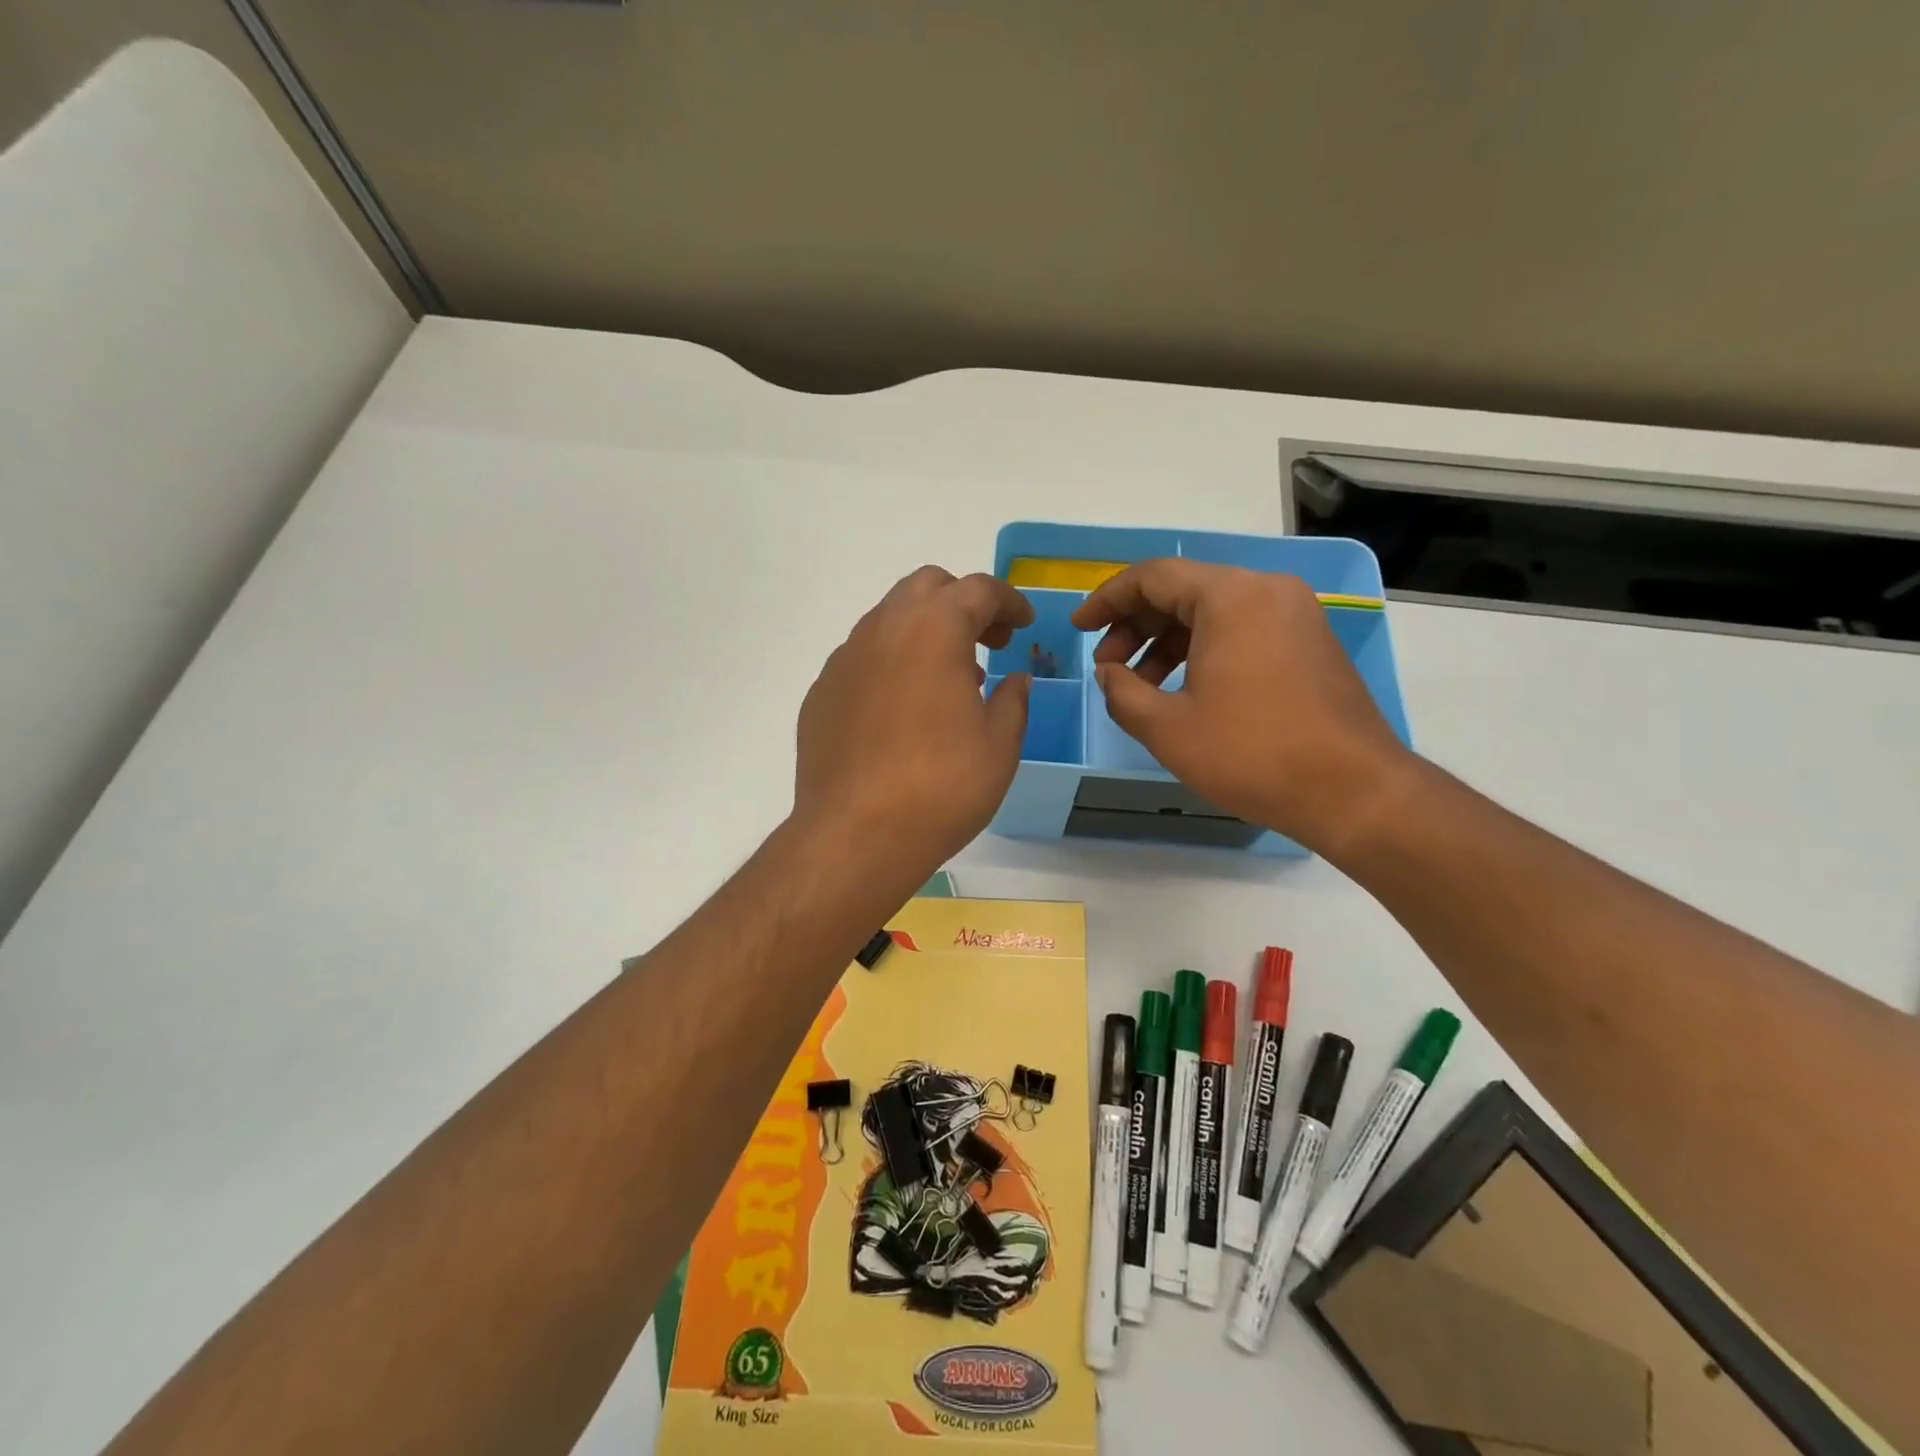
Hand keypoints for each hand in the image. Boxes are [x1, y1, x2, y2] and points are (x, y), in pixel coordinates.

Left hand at [795, 567, 1033, 880]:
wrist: (855, 835)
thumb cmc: (940, 788)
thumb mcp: (999, 746)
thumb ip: (1013, 700)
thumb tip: (1014, 679)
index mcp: (934, 629)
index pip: (979, 589)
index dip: (1009, 601)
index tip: (1024, 624)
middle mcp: (883, 629)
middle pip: (927, 587)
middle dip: (963, 603)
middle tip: (988, 642)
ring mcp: (845, 659)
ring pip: (890, 619)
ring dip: (925, 631)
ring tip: (949, 679)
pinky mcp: (821, 691)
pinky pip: (864, 657)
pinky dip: (892, 663)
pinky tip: (903, 709)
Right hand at [1071, 559, 1414, 853]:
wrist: (1353, 791)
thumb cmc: (1253, 754)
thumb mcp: (1168, 728)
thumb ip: (1122, 692)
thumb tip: (1108, 674)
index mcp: (1232, 597)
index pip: (1153, 576)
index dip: (1107, 599)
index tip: (1079, 627)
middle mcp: (1266, 590)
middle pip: (1183, 590)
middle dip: (1135, 625)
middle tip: (1106, 665)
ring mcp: (1294, 614)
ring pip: (1212, 611)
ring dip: (1166, 642)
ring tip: (1138, 685)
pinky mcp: (1308, 642)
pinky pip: (1241, 629)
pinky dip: (1202, 650)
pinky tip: (1182, 689)